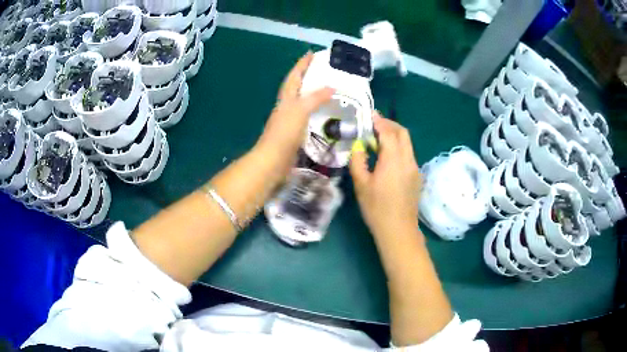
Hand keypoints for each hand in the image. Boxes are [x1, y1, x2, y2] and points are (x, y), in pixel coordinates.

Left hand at [256, 52, 334, 168]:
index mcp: (287, 98)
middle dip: (307, 75)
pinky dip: (315, 109)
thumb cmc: (285, 133)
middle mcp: (287, 105)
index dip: (302, 64)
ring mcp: (290, 118)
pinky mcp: (295, 131)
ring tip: (327, 87)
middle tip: (323, 69)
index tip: (311, 53)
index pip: (295, 76)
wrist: (273, 160)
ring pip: (302, 100)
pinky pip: (307, 114)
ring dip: (312, 92)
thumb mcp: (300, 111)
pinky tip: (325, 111)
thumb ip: (315, 98)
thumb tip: (331, 87)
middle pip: (297, 86)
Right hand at [349, 113, 421, 238]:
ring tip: (379, 138)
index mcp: (393, 160)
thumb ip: (358, 161)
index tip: (369, 114)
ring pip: (407, 143)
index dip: (379, 121)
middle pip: (403, 133)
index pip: (388, 132)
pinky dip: (399, 147)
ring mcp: (415, 168)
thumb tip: (358, 146)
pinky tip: (387, 156)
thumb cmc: (376, 208)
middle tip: (375, 124)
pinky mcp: (417, 176)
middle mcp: (408, 160)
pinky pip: (408, 154)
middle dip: (390, 124)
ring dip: (395, 135)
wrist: (398, 230)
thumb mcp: (361, 184)